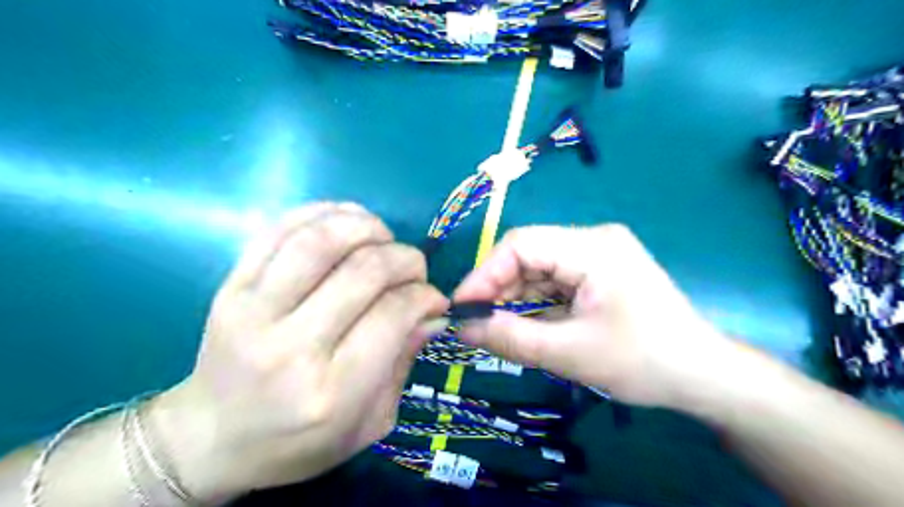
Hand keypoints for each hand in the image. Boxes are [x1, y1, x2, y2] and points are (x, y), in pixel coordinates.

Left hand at [145, 202, 447, 502]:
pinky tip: (348, 220)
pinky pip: (279, 229)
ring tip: (383, 237)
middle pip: (364, 270)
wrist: (209, 438)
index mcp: (331, 391)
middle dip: (405, 259)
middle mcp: (291, 347)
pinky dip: (323, 212)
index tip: (434, 298)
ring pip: (320, 239)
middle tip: (415, 267)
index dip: (424, 295)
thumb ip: (404, 363)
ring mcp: (253, 310)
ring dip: (367, 226)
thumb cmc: (298, 443)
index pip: (393, 314)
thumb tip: (433, 312)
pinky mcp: (230, 287)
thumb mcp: (369, 423)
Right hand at [456, 226, 728, 411]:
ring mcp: (596, 256)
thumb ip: (511, 338)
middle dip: (498, 289)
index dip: (485, 273)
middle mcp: (593, 241)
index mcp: (592, 247)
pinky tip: (521, 324)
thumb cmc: (643, 362)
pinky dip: (533, 304)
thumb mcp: (570, 353)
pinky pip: (553, 282)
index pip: (522, 244)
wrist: (702, 376)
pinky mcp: (597, 274)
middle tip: (474, 323)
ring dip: (514, 298)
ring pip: (537, 270)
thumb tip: (462, 329)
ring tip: (494, 327)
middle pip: (528, 255)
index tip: (461, 306)